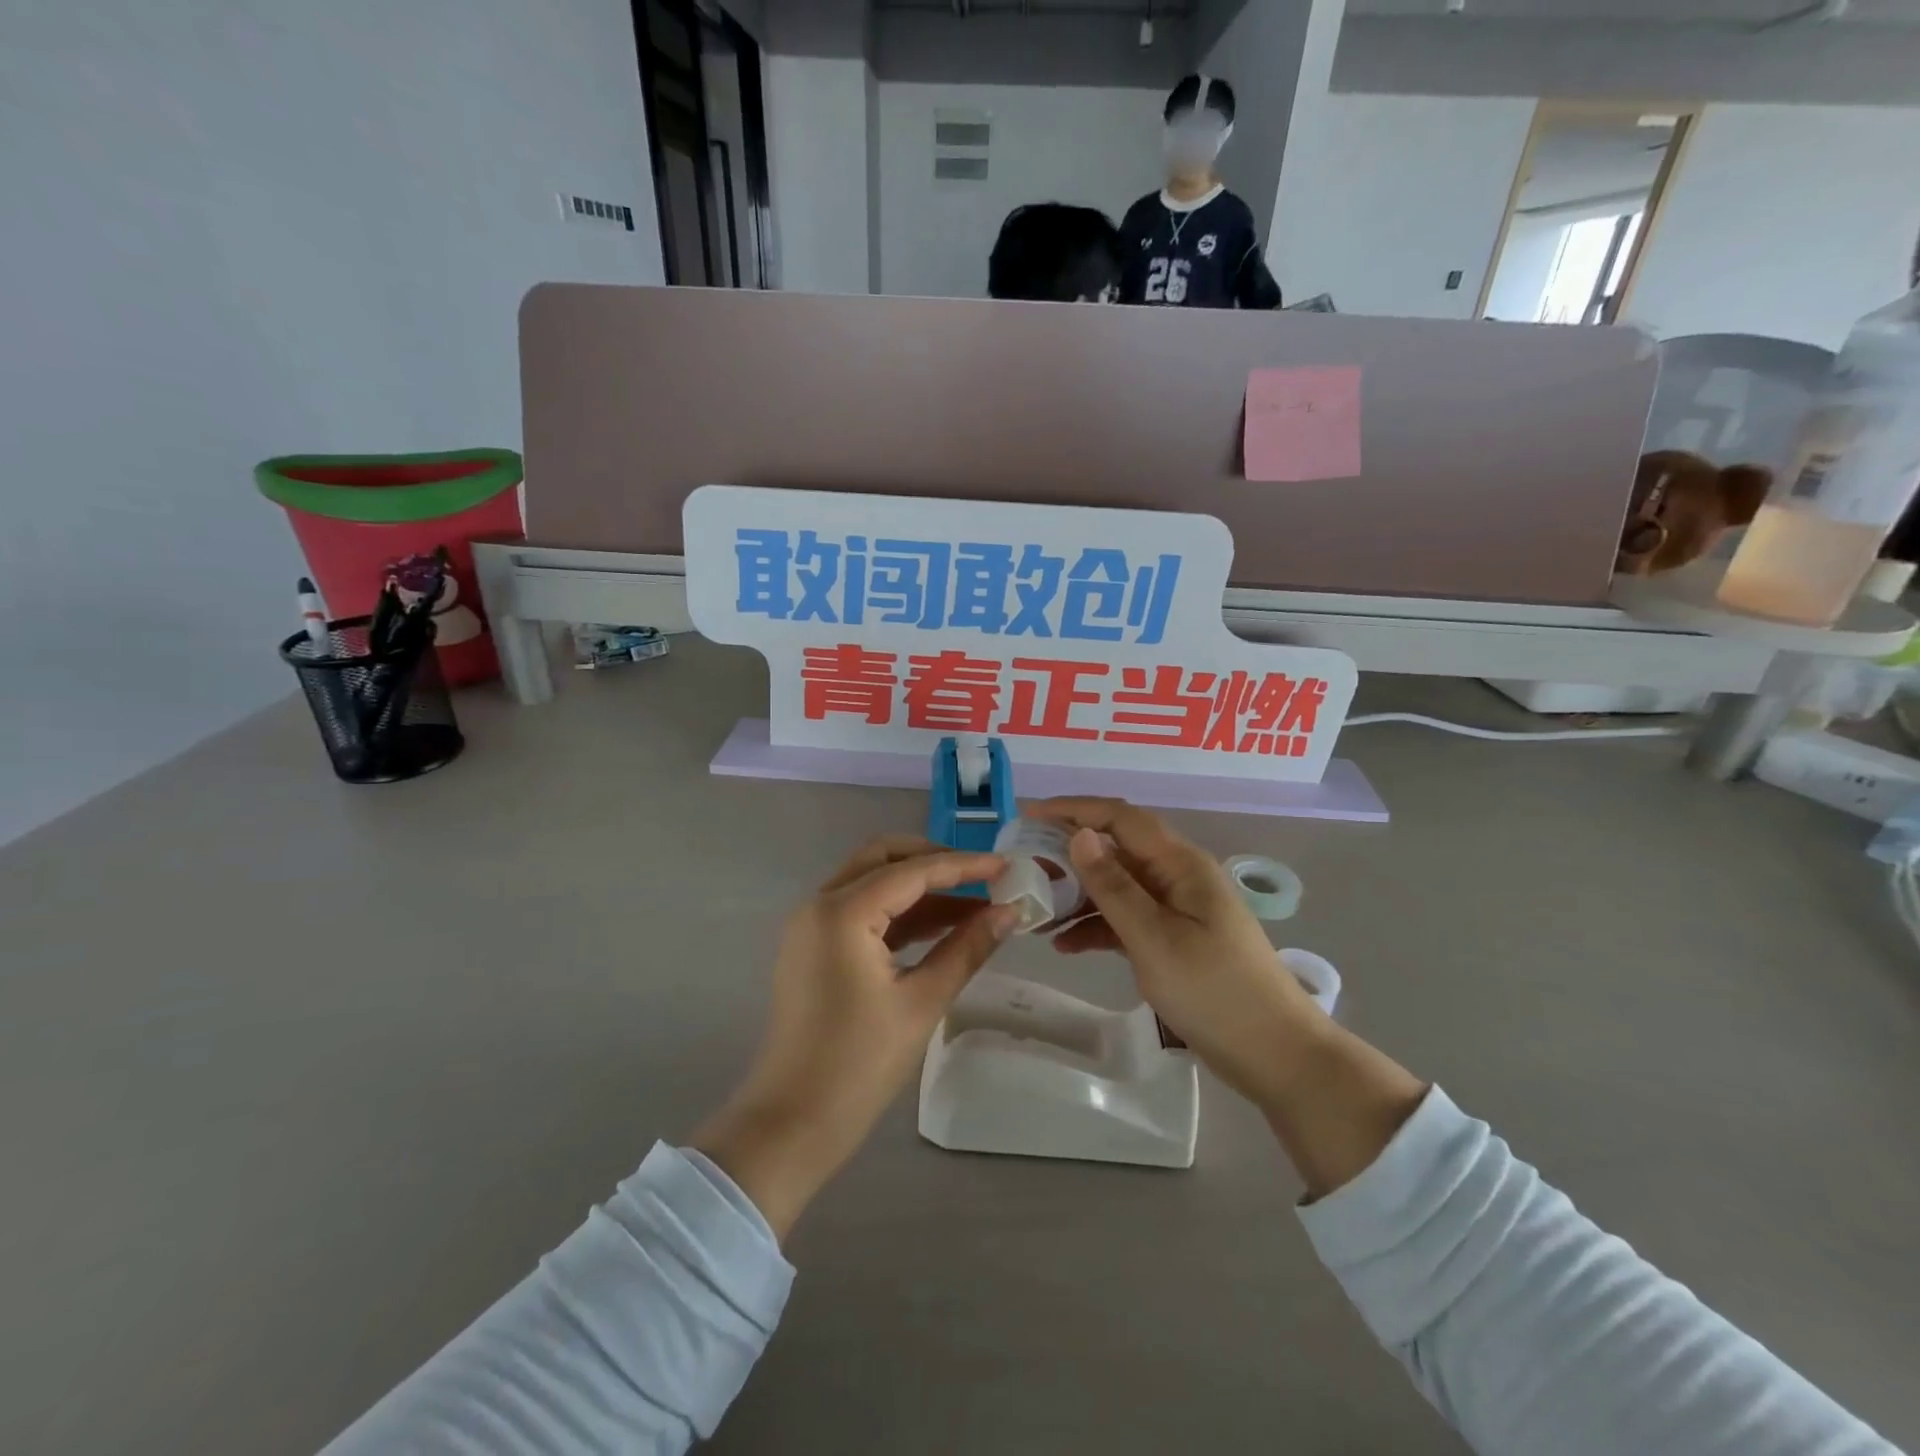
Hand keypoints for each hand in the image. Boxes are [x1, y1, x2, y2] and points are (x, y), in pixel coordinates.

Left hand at [693, 836, 1017, 1238]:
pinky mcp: (814, 947)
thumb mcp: (922, 1002)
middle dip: (935, 862)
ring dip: (919, 887)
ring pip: (871, 881)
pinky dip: (899, 912)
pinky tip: (941, 927)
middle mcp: (819, 904)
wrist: (792, 1124)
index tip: (1006, 867)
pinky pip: (861, 911)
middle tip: (982, 878)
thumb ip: (967, 948)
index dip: (963, 866)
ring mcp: (812, 925)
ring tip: (974, 904)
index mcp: (841, 912)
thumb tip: (1010, 912)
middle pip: (883, 858)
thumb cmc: (859, 1065)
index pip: (911, 870)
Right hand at [1030, 798, 1324, 1106]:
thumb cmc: (1216, 992)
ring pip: (1119, 886)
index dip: (1074, 809)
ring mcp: (1178, 909)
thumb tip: (1080, 834)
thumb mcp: (1155, 939)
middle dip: (1070, 852)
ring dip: (1079, 893)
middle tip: (1025, 867)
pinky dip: (1097, 925)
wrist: (1277, 1055)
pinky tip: (1066, 944)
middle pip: (1117, 848)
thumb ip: (1113, 887)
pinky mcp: (1175, 939)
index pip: (1121, 817)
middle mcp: (1178, 876)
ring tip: (1037, 909)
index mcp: (1180, 864)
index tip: (1028, 816)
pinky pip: (1128, 918)